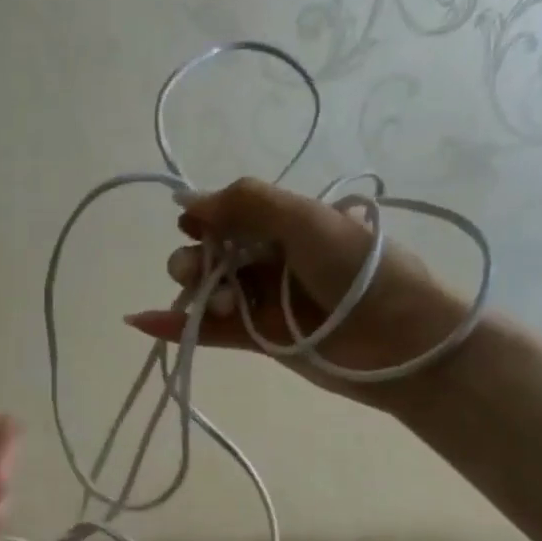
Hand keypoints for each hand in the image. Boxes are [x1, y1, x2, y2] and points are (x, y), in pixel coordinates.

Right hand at [122, 177, 470, 408]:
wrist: (399, 340)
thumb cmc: (357, 270)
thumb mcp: (305, 219)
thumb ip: (245, 203)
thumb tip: (184, 201)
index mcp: (287, 223)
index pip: (230, 214)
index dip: (203, 218)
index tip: (190, 225)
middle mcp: (271, 259)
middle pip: (211, 253)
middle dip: (194, 258)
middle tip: (197, 270)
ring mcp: (263, 300)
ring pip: (207, 291)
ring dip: (193, 292)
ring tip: (209, 304)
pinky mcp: (258, 339)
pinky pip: (208, 330)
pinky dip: (175, 325)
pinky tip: (142, 320)